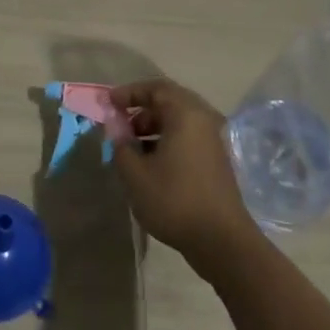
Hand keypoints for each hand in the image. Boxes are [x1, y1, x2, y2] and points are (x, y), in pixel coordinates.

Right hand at [109, 80, 259, 271]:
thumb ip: (120, 145)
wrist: (221, 241)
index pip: (156, 88)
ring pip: (178, 122)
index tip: (109, 103)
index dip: (130, 92)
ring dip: (152, 128)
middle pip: (168, 103)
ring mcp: (213, 141)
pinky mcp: (216, 161)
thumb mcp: (135, 174)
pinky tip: (149, 164)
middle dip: (140, 110)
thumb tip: (116, 128)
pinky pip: (186, 139)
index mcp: (186, 114)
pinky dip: (166, 142)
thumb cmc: (174, 199)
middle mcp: (203, 121)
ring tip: (130, 148)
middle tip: (119, 124)